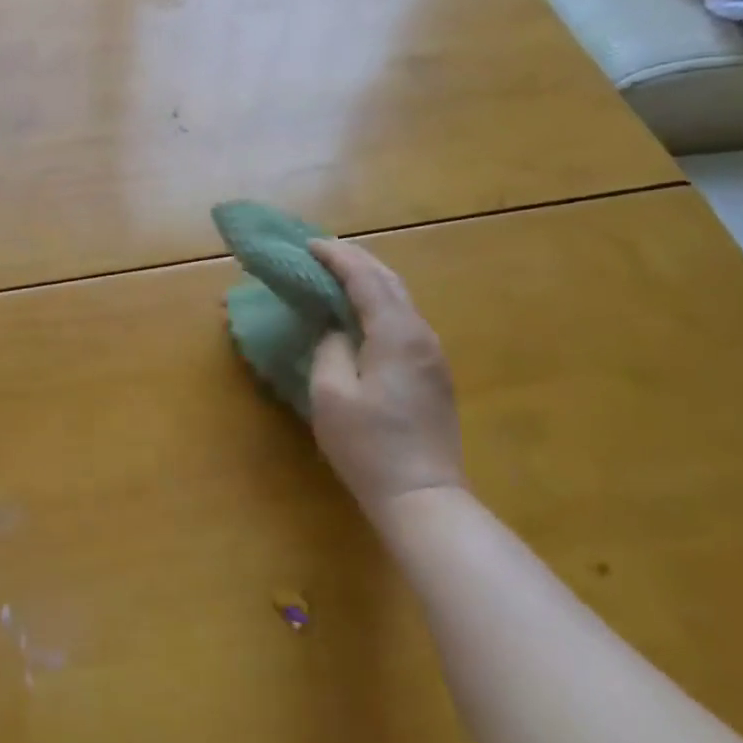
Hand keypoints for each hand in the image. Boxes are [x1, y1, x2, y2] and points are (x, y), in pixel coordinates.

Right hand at [307, 239, 464, 514]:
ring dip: (368, 280)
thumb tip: (335, 330)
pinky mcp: (434, 373)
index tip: (308, 244)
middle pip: (389, 281)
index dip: (336, 257)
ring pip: (400, 299)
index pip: (365, 278)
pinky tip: (360, 312)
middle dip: (355, 260)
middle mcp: (421, 335)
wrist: (424, 498)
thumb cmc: (369, 446)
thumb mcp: (331, 394)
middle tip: (321, 252)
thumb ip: (330, 348)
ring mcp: (432, 355)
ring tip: (337, 275)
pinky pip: (404, 320)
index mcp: (396, 334)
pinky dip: (378, 303)